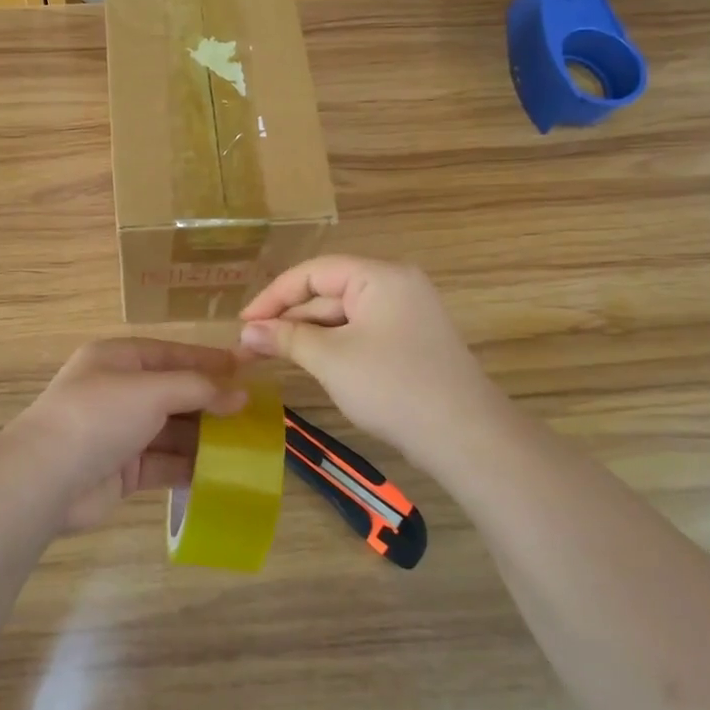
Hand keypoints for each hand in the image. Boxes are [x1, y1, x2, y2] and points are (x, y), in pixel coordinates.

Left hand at [5, 339, 247, 531]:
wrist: (45, 478)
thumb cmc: (99, 415)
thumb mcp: (151, 390)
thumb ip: (197, 389)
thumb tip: (241, 395)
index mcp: (118, 359)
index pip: (173, 354)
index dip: (209, 361)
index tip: (248, 370)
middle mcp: (119, 391)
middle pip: (174, 393)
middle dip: (211, 403)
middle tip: (255, 414)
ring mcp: (120, 432)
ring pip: (172, 430)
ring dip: (205, 438)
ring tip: (247, 446)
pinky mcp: (122, 470)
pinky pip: (164, 463)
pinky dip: (189, 467)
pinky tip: (221, 473)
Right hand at [239, 256, 504, 476]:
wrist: (465, 437)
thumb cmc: (394, 387)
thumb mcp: (331, 359)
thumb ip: (286, 338)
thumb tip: (246, 331)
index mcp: (380, 276)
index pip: (313, 271)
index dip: (273, 295)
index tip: (243, 323)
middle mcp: (395, 285)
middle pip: (328, 291)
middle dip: (290, 318)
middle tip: (252, 345)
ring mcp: (407, 314)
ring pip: (343, 315)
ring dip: (309, 334)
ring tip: (274, 356)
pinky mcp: (411, 342)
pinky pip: (361, 332)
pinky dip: (333, 345)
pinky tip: (311, 363)